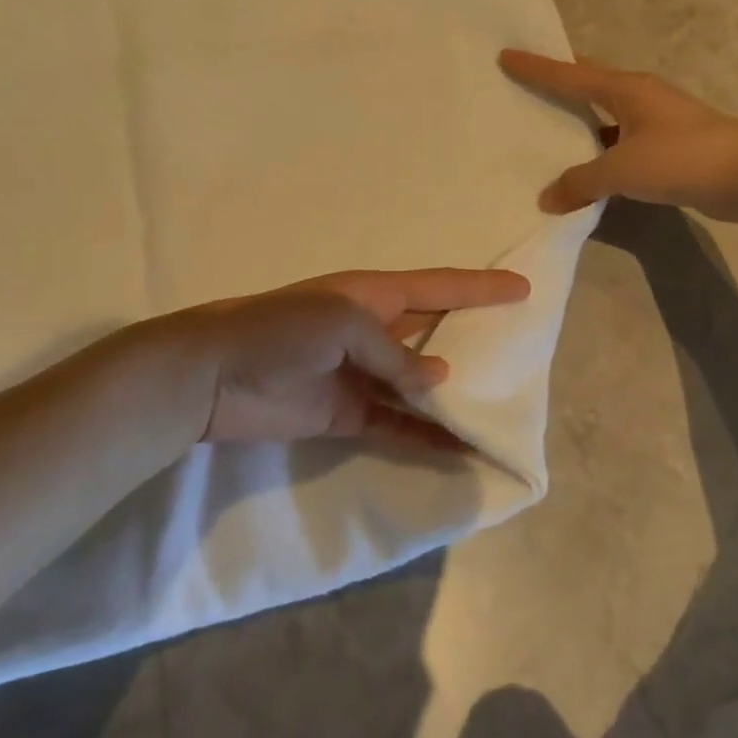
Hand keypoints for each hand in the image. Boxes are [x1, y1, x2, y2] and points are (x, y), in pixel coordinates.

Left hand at [168, 268, 530, 445]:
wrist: (213, 377)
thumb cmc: (279, 331)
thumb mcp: (343, 323)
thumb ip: (394, 353)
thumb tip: (437, 381)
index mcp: (374, 295)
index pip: (440, 286)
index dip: (481, 288)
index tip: (524, 289)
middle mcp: (373, 331)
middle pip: (436, 334)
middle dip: (475, 340)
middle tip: (522, 353)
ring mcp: (361, 375)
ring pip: (421, 386)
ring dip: (455, 399)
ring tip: (500, 411)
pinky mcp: (347, 414)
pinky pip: (397, 424)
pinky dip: (427, 437)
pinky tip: (459, 450)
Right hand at [500, 49, 737, 221]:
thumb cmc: (683, 158)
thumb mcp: (623, 170)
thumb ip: (581, 182)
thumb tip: (547, 199)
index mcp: (626, 89)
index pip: (570, 75)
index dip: (537, 67)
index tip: (506, 54)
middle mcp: (640, 97)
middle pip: (590, 84)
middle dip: (561, 82)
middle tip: (528, 84)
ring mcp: (657, 120)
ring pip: (606, 115)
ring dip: (580, 122)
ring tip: (548, 130)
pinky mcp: (669, 146)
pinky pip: (621, 142)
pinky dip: (600, 151)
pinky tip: (587, 169)